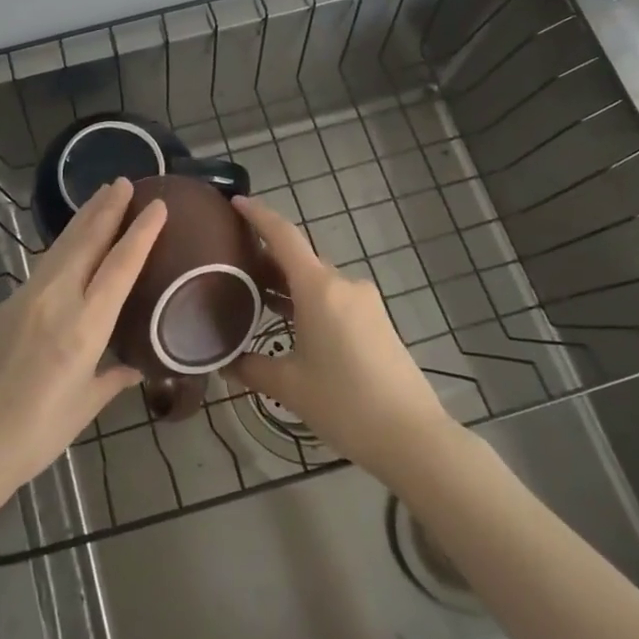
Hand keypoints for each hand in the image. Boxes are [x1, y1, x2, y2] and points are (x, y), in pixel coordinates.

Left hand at [0, 177, 163, 511]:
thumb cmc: (34, 434)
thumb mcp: (84, 407)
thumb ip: (113, 377)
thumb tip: (136, 365)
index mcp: (84, 327)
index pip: (120, 266)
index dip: (141, 232)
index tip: (157, 205)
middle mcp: (56, 301)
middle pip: (86, 241)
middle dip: (107, 208)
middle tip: (124, 181)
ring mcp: (26, 298)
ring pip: (62, 247)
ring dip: (84, 218)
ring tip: (101, 196)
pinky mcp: (6, 304)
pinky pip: (44, 265)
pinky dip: (64, 246)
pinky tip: (71, 244)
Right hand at [228, 194, 456, 484]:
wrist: (412, 437)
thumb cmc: (344, 403)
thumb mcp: (288, 386)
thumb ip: (251, 367)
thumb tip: (225, 363)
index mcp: (319, 288)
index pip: (283, 236)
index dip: (258, 215)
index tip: (235, 201)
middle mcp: (343, 284)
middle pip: (299, 259)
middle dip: (267, 258)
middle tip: (233, 265)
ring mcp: (365, 303)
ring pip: (317, 281)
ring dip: (288, 284)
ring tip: (256, 298)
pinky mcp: (377, 322)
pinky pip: (334, 299)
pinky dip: (308, 301)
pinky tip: (292, 324)